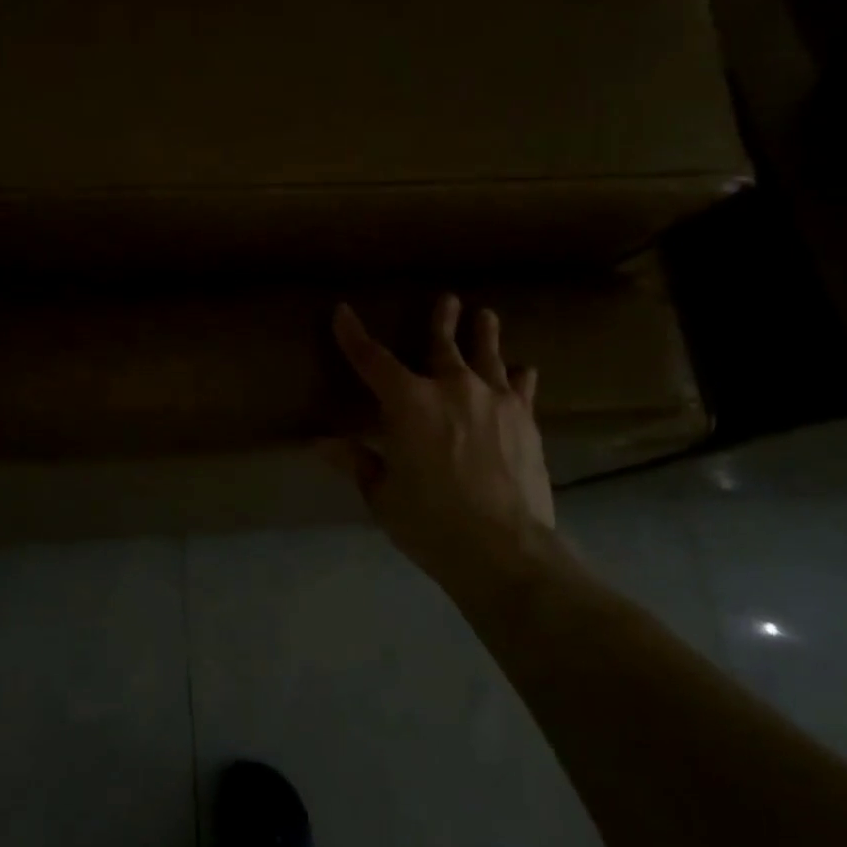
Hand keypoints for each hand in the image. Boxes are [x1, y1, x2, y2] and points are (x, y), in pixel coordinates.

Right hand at [326, 295, 557, 597]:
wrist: (503, 547)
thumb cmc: (429, 521)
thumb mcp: (382, 494)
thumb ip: (356, 461)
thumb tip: (320, 443)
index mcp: (408, 403)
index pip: (372, 359)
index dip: (353, 335)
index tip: (342, 311)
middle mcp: (452, 388)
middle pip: (443, 344)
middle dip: (442, 320)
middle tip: (447, 300)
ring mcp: (494, 401)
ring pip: (488, 356)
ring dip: (485, 334)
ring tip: (487, 315)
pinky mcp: (525, 420)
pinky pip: (522, 388)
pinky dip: (519, 376)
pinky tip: (523, 370)